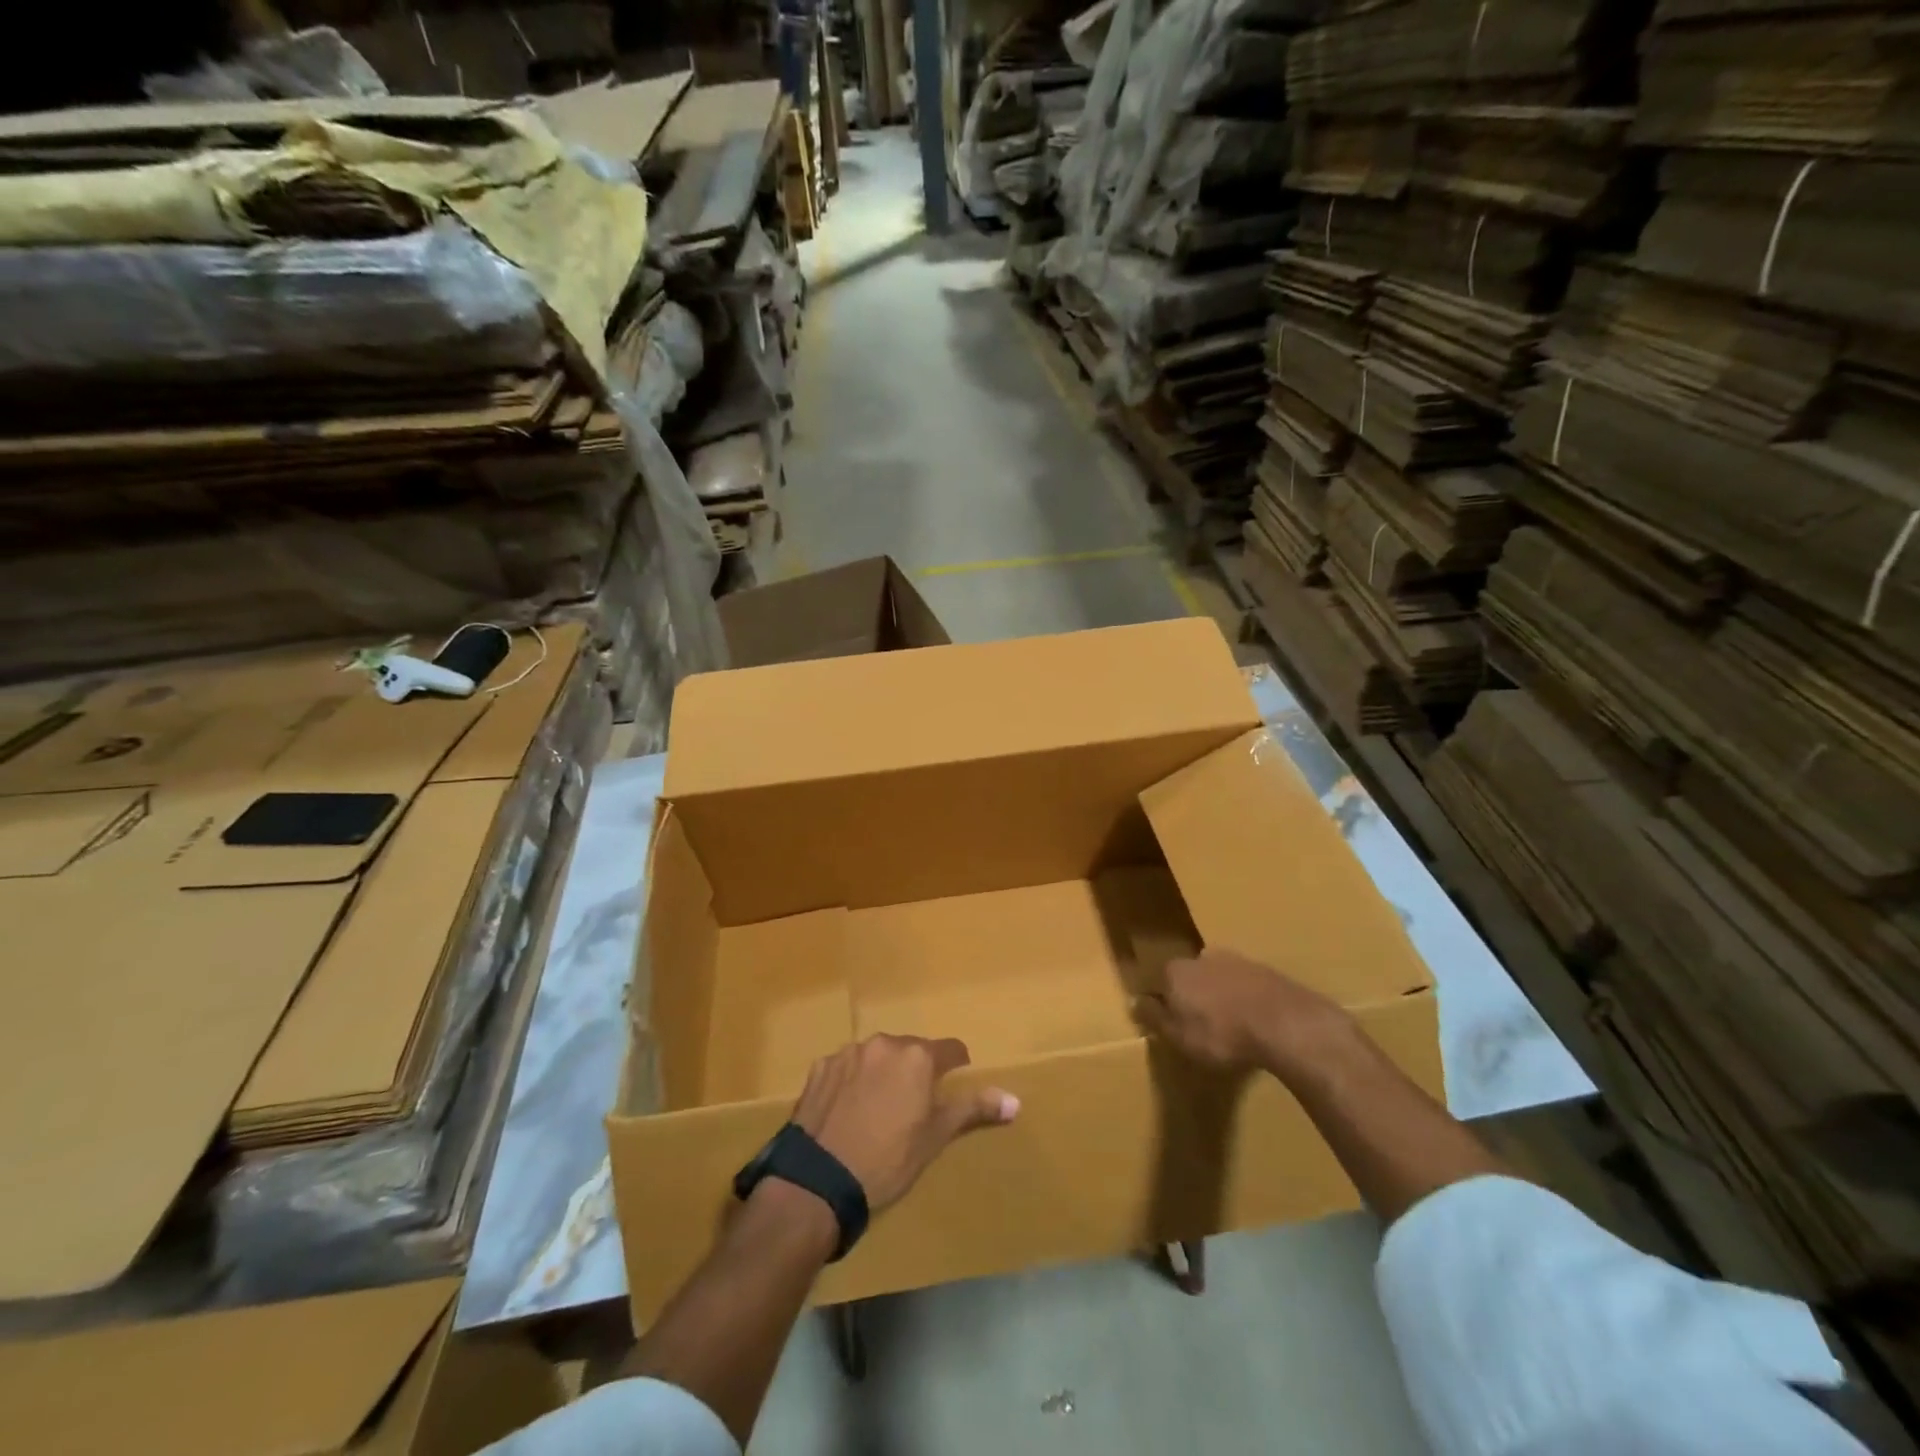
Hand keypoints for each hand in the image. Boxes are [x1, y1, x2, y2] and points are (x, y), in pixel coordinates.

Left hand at [791, 1035, 1018, 1212]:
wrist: (818, 1181)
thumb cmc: (887, 1160)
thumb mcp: (935, 1137)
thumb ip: (973, 1110)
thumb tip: (1015, 1100)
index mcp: (917, 1057)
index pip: (951, 1050)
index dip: (956, 1065)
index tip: (953, 1083)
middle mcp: (884, 1043)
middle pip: (911, 1050)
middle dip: (915, 1071)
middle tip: (913, 1106)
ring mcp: (848, 1053)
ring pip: (877, 1056)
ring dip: (883, 1073)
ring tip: (877, 1109)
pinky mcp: (820, 1068)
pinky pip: (846, 1067)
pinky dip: (852, 1081)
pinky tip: (847, 1111)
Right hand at [1135, 949, 1357, 1078]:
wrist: (1283, 1022)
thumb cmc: (1221, 1034)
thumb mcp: (1179, 1036)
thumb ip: (1155, 1018)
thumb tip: (1134, 1001)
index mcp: (1176, 971)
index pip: (1160, 982)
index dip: (1165, 1003)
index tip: (1173, 1023)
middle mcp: (1202, 957)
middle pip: (1191, 976)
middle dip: (1194, 996)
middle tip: (1203, 1025)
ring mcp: (1236, 960)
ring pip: (1219, 977)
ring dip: (1221, 996)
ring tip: (1231, 1025)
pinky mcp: (1266, 970)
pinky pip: (1246, 985)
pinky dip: (1246, 999)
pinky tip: (1255, 1021)